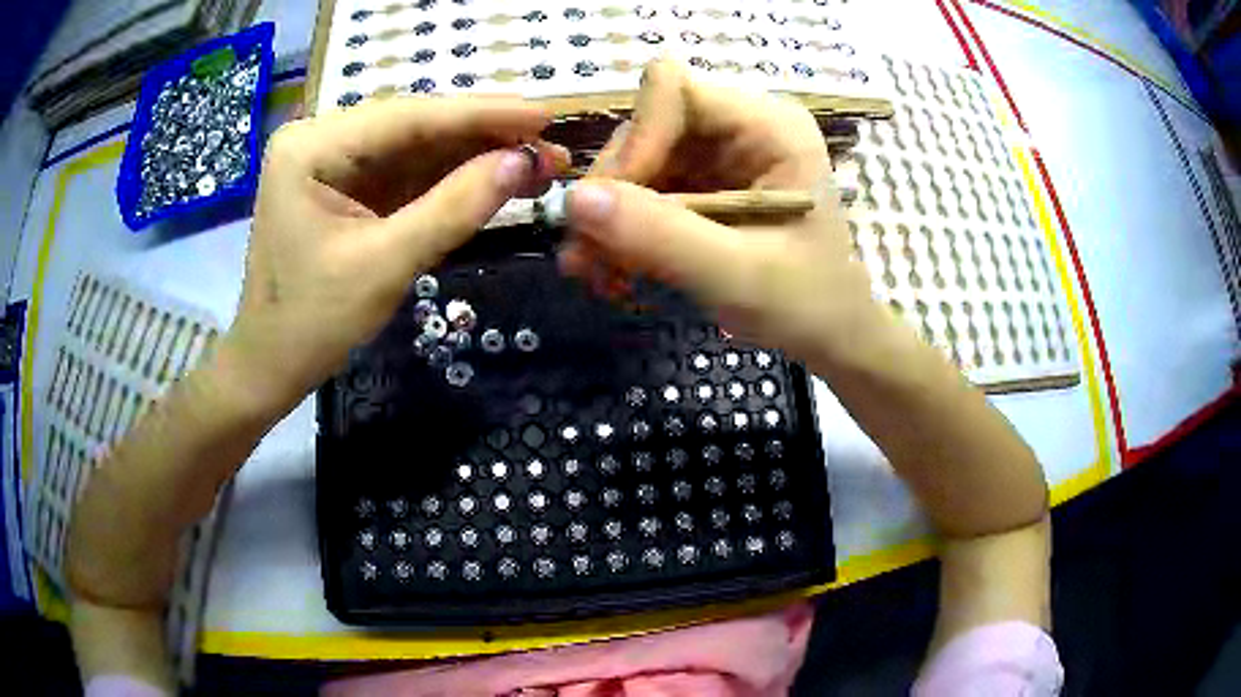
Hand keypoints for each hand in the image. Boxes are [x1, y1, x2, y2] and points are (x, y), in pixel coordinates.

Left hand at [222, 97, 566, 416]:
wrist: (271, 365)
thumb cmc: (311, 323)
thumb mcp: (384, 265)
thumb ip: (454, 208)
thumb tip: (525, 163)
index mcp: (312, 147)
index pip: (409, 117)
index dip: (483, 114)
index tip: (546, 113)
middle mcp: (321, 139)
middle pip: (415, 127)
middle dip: (484, 137)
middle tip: (551, 146)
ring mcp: (333, 161)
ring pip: (417, 148)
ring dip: (475, 157)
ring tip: (537, 164)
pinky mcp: (347, 186)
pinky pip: (407, 173)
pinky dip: (452, 179)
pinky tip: (496, 178)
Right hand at [562, 59, 880, 363]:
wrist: (830, 334)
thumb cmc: (807, 304)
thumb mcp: (736, 275)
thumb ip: (660, 236)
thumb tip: (574, 199)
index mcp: (769, 126)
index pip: (672, 90)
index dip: (635, 142)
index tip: (610, 208)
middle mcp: (739, 126)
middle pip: (644, 127)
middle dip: (613, 193)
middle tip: (587, 258)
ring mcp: (719, 153)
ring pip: (635, 162)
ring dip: (609, 218)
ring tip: (598, 274)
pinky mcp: (703, 182)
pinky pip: (642, 191)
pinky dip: (622, 230)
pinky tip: (616, 270)